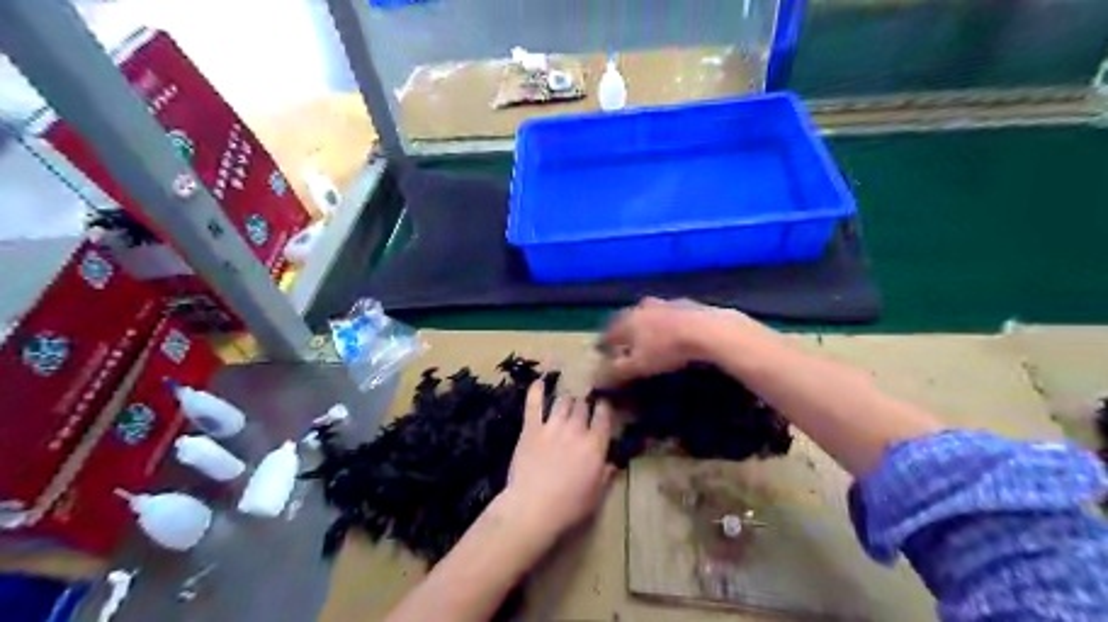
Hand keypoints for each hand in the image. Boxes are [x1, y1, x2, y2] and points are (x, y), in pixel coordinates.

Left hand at [502, 376, 613, 541]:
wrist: (532, 507)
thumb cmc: (569, 506)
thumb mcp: (595, 495)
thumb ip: (606, 475)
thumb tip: (613, 463)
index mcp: (595, 444)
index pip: (604, 416)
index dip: (604, 408)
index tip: (603, 407)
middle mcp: (576, 429)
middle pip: (582, 405)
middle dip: (584, 405)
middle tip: (582, 410)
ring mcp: (552, 426)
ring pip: (563, 401)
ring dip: (566, 401)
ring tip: (566, 403)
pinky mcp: (531, 428)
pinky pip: (534, 404)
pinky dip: (536, 391)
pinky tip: (539, 382)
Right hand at [592, 299, 737, 385]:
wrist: (708, 330)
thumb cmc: (667, 349)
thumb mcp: (638, 366)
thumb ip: (616, 371)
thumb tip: (596, 379)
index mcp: (628, 320)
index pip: (608, 332)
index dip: (603, 343)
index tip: (601, 350)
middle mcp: (643, 307)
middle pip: (629, 319)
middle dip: (625, 331)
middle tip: (626, 344)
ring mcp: (666, 303)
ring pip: (650, 314)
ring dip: (648, 324)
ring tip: (650, 337)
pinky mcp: (688, 304)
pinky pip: (672, 315)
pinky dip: (669, 323)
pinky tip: (676, 332)